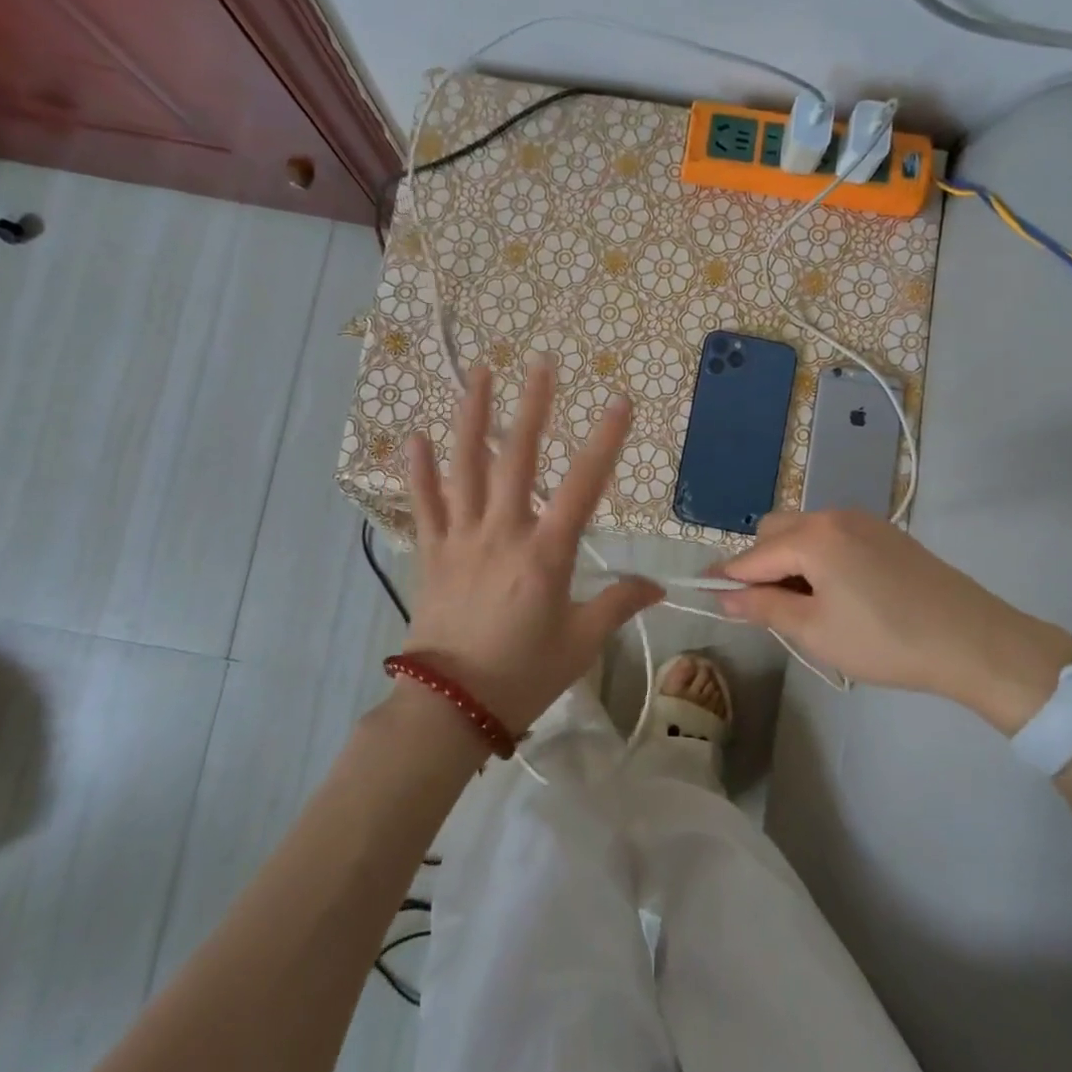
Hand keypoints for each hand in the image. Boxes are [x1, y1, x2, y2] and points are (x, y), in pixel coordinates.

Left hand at [402, 360, 662, 733]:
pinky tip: (414, 436)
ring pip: (466, 467)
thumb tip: (657, 586)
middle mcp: (502, 533)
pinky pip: (423, 504)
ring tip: (479, 375)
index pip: (583, 486)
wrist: (449, 708)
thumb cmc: (523, 674)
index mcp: (545, 554)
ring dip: (472, 418)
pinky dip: (418, 470)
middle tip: (540, 363)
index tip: (620, 402)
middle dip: (533, 407)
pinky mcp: (431, 552)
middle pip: (518, 458)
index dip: (605, 441)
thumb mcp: (581, 643)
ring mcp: (461, 538)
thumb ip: (618, 604)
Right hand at [717, 510, 1071, 730]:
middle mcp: (833, 516)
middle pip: (775, 530)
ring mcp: (863, 521)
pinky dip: (818, 556)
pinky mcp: (886, 533)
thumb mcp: (816, 631)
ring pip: (805, 530)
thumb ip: (764, 608)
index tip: (707, 595)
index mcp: (812, 536)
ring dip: (790, 559)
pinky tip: (839, 593)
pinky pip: (833, 535)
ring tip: (806, 604)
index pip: (752, 555)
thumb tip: (724, 596)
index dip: (727, 577)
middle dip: (760, 564)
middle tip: (770, 608)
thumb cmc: (885, 640)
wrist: (973, 640)